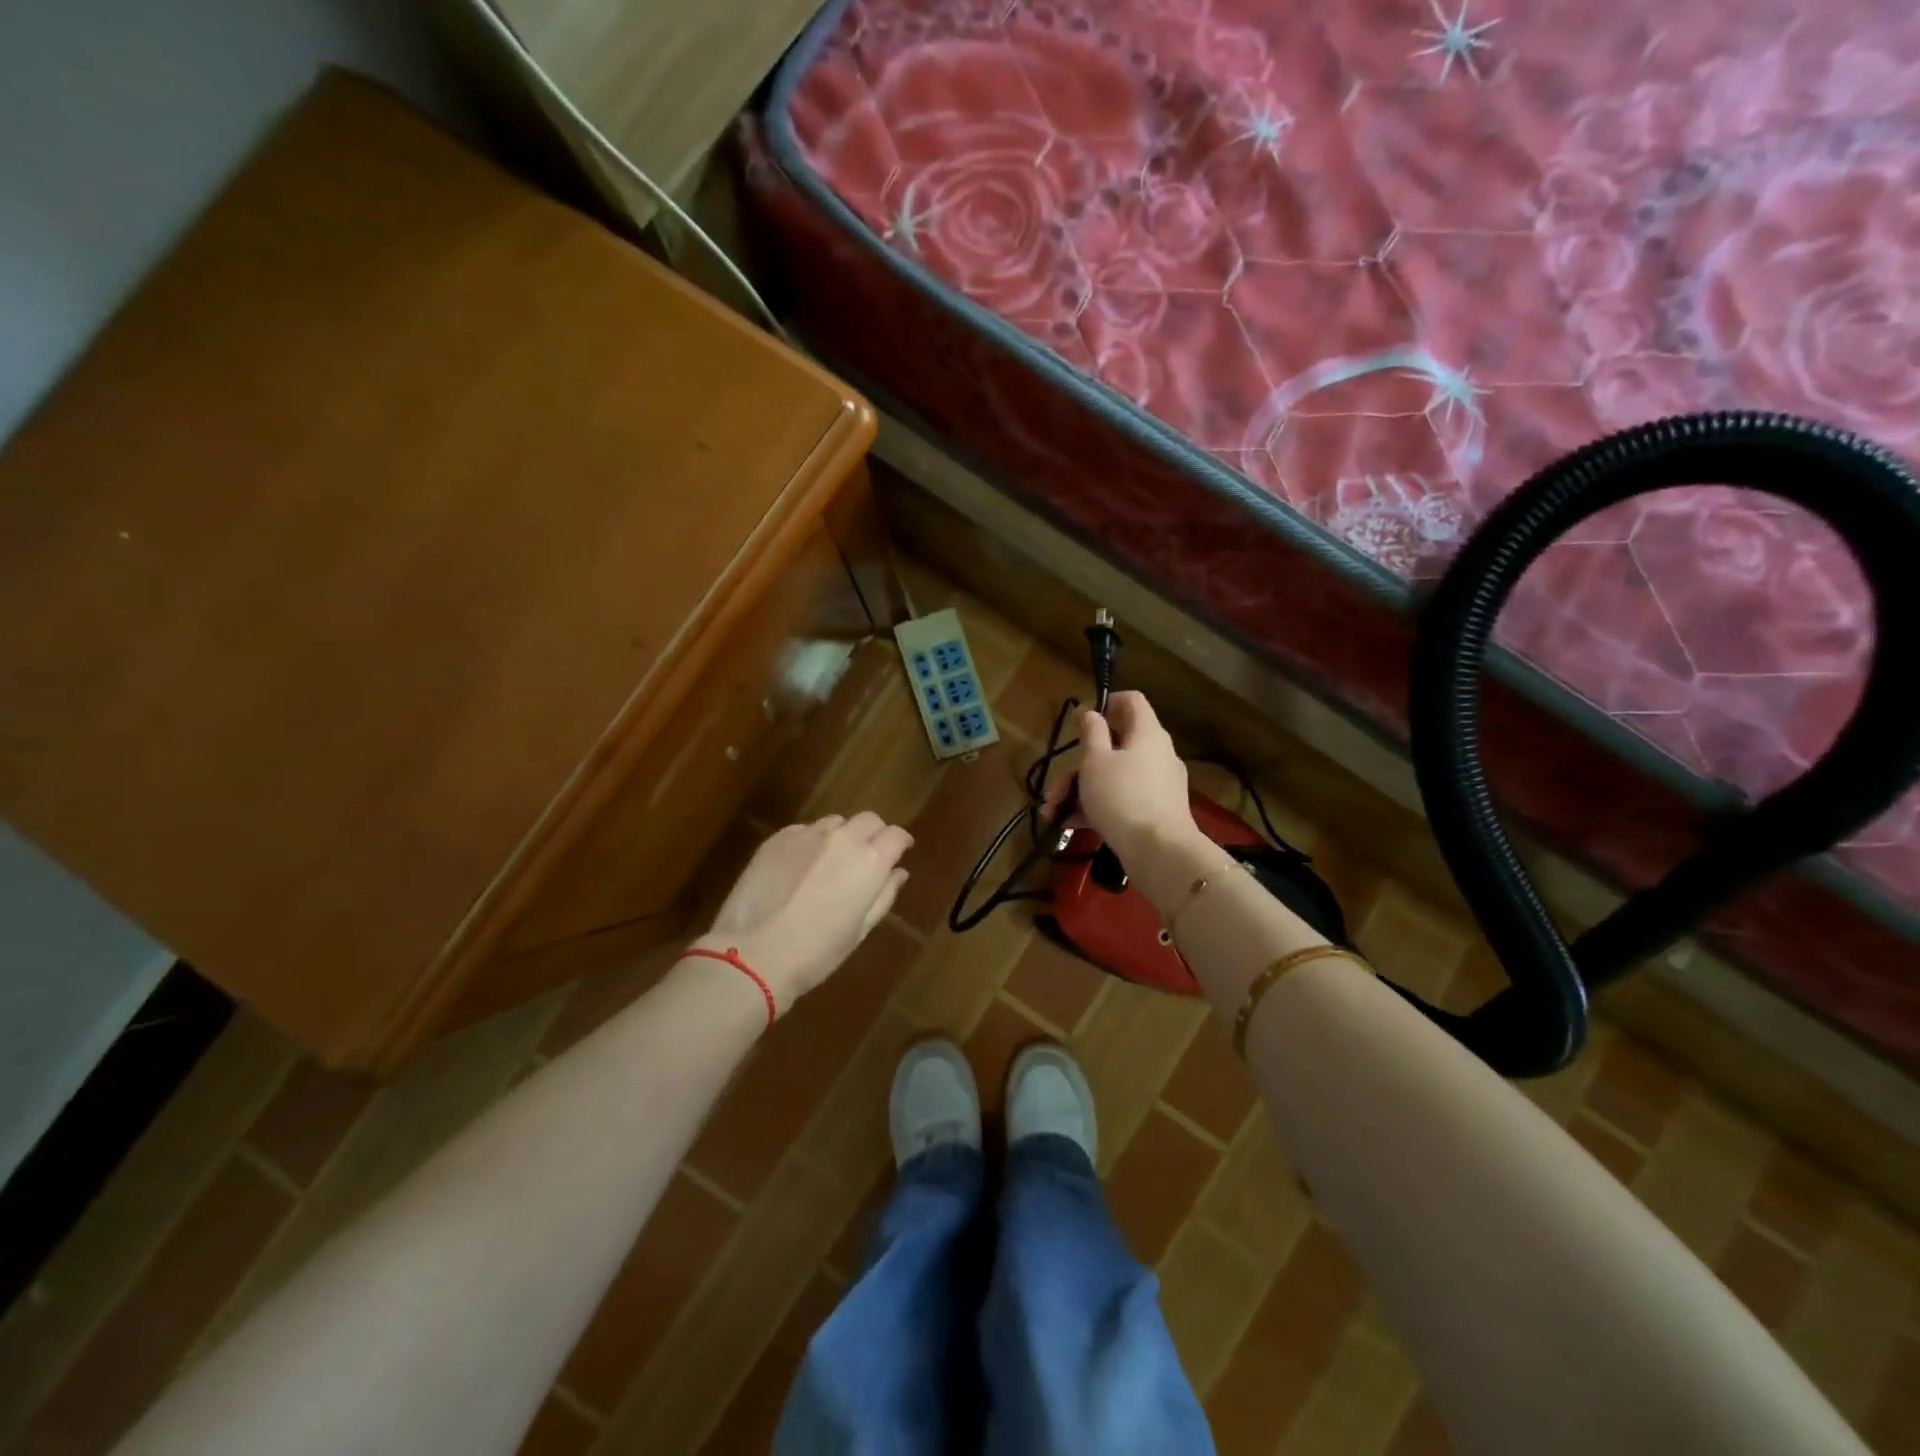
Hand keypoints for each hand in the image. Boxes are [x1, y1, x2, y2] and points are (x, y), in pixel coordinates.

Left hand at [697, 812, 911, 1008]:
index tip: (899, 852)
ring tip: (830, 862)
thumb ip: (884, 895)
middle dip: (873, 834)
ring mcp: (807, 834)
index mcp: (870, 861)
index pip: (896, 835)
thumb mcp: (860, 930)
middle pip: (868, 819)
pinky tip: (800, 867)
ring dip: (841, 836)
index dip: (900, 842)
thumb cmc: (816, 952)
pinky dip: (810, 842)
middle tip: (867, 857)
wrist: (753, 954)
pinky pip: (803, 830)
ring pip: (835, 822)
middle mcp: (842, 838)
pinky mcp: (777, 838)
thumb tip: (898, 872)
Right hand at [1047, 691, 1198, 863]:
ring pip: (1113, 776)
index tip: (1081, 719)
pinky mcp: (1154, 812)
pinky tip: (1069, 824)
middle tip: (1056, 786)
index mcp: (1147, 734)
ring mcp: (1157, 785)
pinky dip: (1096, 808)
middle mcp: (1156, 754)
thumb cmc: (1122, 796)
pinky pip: (1121, 800)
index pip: (1132, 701)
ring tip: (1053, 811)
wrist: (1159, 852)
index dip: (1106, 702)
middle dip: (1078, 766)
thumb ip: (1091, 733)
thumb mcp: (1096, 761)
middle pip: (1114, 747)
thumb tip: (1091, 712)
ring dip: (1080, 791)